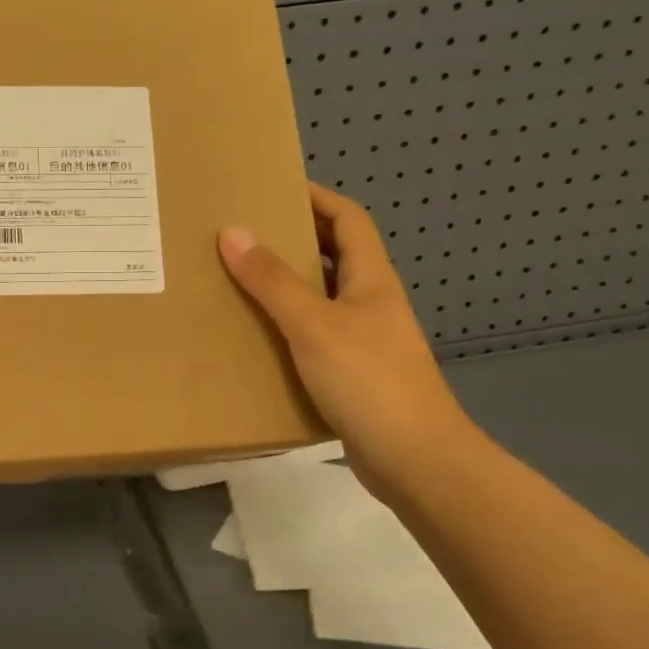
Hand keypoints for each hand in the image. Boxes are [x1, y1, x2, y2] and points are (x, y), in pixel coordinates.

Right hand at [219, 184, 476, 500]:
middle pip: (334, 255)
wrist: (416, 461)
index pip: (348, 220)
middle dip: (294, 237)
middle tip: (243, 232)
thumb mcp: (314, 325)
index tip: (275, 187)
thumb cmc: (369, 381)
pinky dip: (286, 327)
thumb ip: (272, 281)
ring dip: (286, 285)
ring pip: (321, 298)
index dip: (317, 197)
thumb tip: (232, 232)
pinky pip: (313, 336)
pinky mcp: (352, 375)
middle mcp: (370, 303)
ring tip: (237, 280)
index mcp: (370, 280)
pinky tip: (255, 338)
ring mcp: (364, 341)